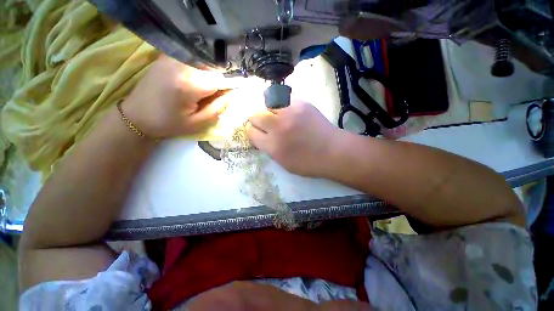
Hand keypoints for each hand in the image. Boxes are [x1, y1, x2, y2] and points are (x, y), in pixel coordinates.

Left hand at [122, 55, 230, 138]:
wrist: (136, 116)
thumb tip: (233, 95)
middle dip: (222, 80)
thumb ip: (218, 108)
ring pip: (205, 63)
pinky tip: (197, 81)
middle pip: (214, 69)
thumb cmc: (168, 124)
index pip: (221, 80)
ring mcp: (173, 58)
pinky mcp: (167, 57)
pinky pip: (193, 60)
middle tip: (220, 95)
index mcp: (190, 85)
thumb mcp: (198, 123)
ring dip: (212, 75)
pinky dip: (201, 69)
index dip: (233, 85)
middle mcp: (181, 65)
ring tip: (207, 91)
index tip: (240, 91)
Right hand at [247, 100, 342, 176]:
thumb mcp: (283, 163)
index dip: (253, 131)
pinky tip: (289, 112)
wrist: (333, 151)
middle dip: (257, 119)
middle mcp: (277, 127)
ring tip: (277, 116)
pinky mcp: (301, 103)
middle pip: (255, 115)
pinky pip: (283, 100)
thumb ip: (269, 148)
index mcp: (272, 146)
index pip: (251, 132)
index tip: (258, 132)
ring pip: (267, 104)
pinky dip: (282, 105)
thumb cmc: (308, 162)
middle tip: (265, 123)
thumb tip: (261, 135)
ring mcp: (289, 113)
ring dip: (268, 111)